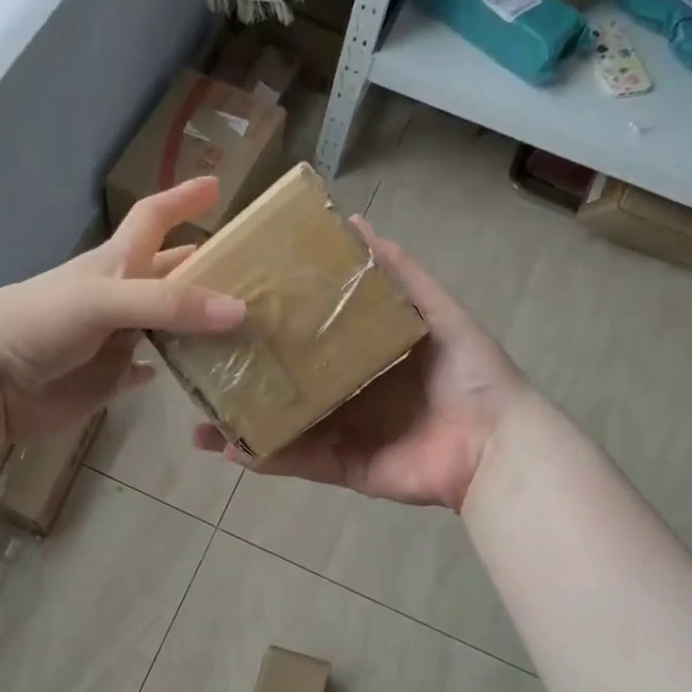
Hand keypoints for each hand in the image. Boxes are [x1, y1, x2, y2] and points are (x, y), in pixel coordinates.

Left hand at [0, 175, 245, 442]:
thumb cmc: (37, 323)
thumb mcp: (103, 300)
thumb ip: (167, 303)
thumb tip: (239, 310)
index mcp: (115, 264)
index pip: (153, 218)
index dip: (182, 198)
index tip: (217, 184)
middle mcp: (118, 298)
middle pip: (167, 274)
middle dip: (203, 268)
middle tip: (250, 272)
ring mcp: (111, 341)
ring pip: (163, 327)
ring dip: (194, 325)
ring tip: (240, 328)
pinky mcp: (104, 380)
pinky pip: (140, 372)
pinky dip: (163, 370)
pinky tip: (187, 375)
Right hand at [192, 217, 529, 510]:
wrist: (492, 443)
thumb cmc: (467, 373)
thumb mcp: (435, 311)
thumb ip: (397, 274)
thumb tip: (355, 224)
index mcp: (362, 356)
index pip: (307, 339)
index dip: (273, 328)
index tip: (232, 312)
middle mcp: (345, 393)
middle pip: (286, 384)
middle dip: (246, 379)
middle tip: (202, 367)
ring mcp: (339, 433)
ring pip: (280, 426)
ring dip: (241, 423)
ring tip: (199, 419)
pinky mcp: (340, 467)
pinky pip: (295, 461)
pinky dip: (261, 456)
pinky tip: (226, 446)